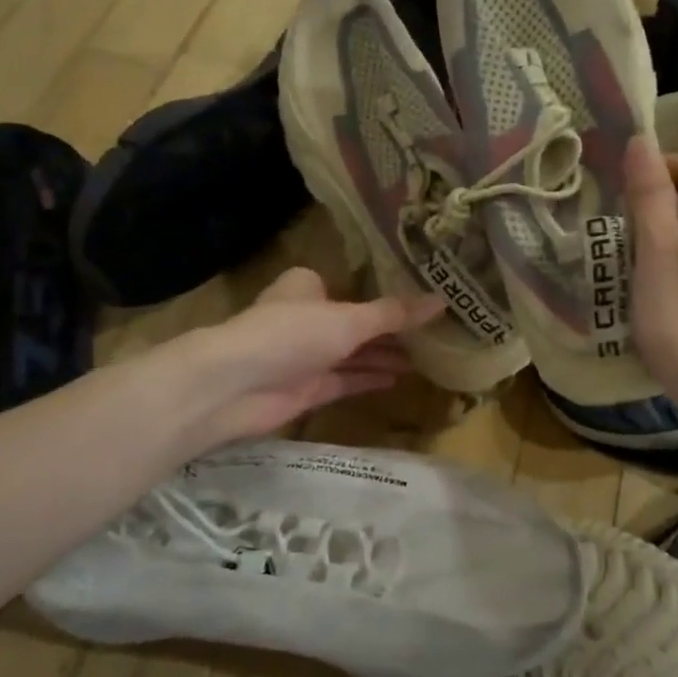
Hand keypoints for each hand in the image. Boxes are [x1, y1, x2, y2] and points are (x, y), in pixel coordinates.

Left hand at [183, 267, 441, 449]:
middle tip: (433, 335)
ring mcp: (306, 356)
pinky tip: (400, 379)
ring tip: (426, 359)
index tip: (420, 302)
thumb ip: (394, 314)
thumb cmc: (291, 334)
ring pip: (352, 354)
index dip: (384, 296)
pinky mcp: (306, 389)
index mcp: (308, 288)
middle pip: (356, 323)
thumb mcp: (350, 319)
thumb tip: (442, 300)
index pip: (352, 287)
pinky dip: (369, 379)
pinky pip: (345, 380)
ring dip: (384, 356)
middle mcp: (307, 318)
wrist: (235, 386)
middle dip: (390, 331)